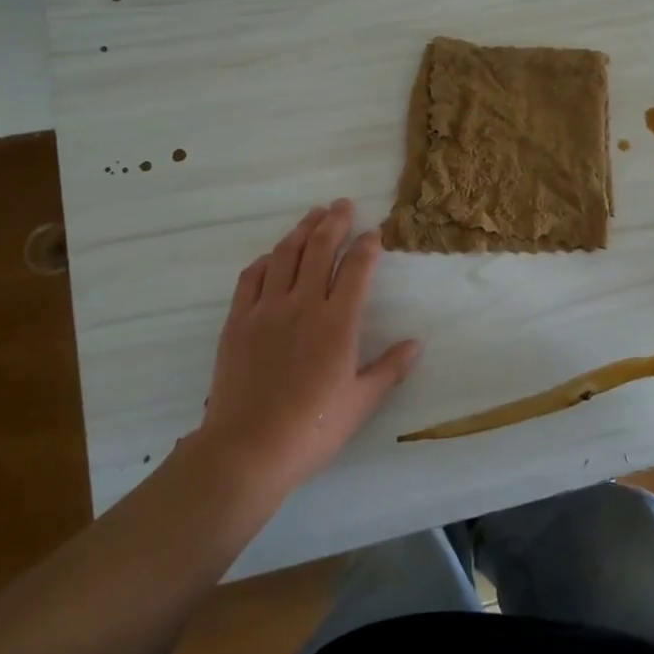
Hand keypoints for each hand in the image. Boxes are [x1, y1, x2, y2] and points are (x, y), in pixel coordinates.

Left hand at [196, 200, 419, 497]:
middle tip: (343, 205)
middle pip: (320, 249)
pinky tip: (273, 256)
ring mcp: (266, 310)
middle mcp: (303, 305)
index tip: (375, 233)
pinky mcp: (238, 321)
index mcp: (338, 323)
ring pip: (285, 255)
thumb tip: (415, 343)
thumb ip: (389, 369)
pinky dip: (266, 260)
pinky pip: (251, 278)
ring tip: (314, 215)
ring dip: (302, 230)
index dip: (368, 246)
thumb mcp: (360, 403)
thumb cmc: (311, 429)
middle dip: (335, 222)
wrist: (247, 449)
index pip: (357, 269)